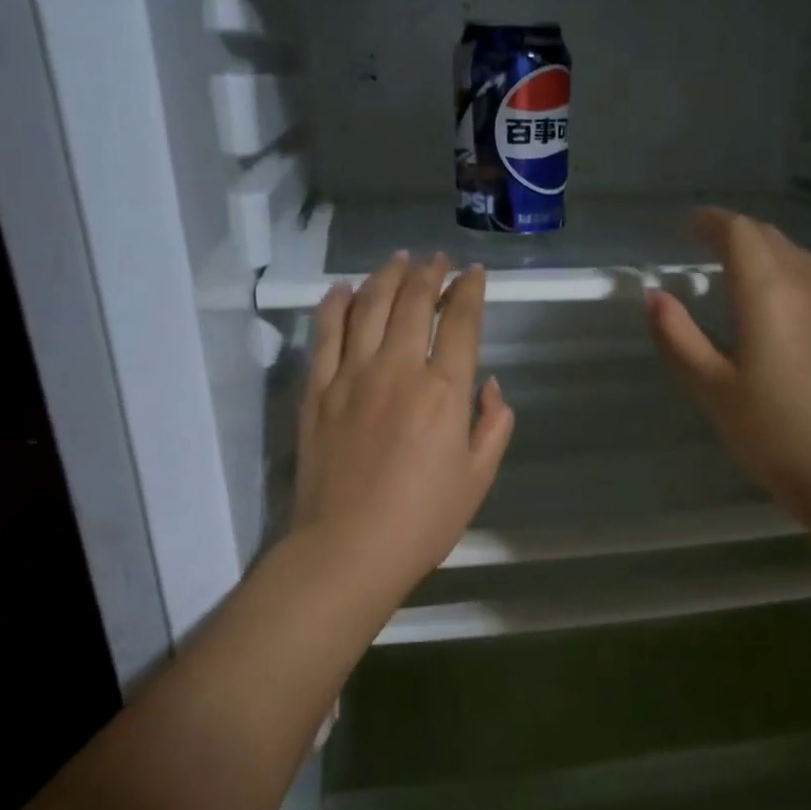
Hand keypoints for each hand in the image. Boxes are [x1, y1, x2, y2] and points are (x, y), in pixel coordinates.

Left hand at [294, 252, 513, 601]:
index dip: (470, 291)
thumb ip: (493, 425)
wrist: (348, 549)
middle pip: (412, 302)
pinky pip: (325, 334)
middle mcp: (398, 370)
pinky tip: (343, 290)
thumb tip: (489, 386)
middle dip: (429, 273)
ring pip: (368, 306)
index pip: (461, 322)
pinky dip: (334, 305)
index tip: (474, 274)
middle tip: (437, 259)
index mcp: (444, 392)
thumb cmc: (423, 521)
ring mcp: (351, 377)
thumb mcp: (478, 478)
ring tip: (398, 261)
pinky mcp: (317, 392)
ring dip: (386, 276)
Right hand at [646, 210, 810, 543]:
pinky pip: (809, 277)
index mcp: (769, 294)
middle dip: (735, 231)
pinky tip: (768, 297)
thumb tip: (655, 296)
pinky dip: (781, 270)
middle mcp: (806, 286)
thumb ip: (679, 338)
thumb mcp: (712, 388)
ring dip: (761, 249)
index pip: (741, 234)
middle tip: (701, 241)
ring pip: (794, 255)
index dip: (712, 222)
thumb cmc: (773, 433)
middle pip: (770, 238)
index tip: (686, 224)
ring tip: (730, 263)